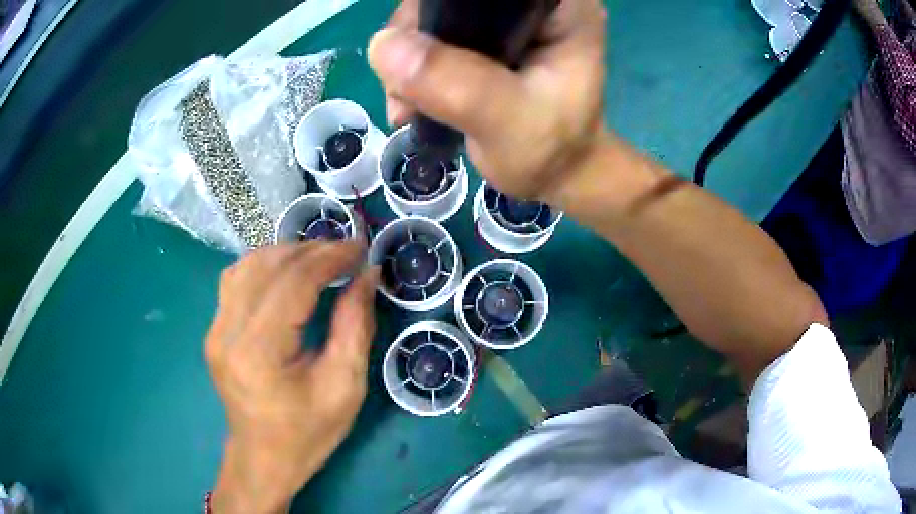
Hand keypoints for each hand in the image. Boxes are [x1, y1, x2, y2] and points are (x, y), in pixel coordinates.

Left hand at [205, 242, 378, 513]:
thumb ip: (355, 325)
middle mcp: (227, 333)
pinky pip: (235, 280)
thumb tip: (367, 275)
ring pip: (247, 265)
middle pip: (267, 266)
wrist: (263, 457)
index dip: (329, 258)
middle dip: (311, 250)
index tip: (359, 248)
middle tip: (346, 253)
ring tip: (320, 260)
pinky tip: (286, 274)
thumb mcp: (344, 386)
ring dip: (287, 253)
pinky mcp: (213, 330)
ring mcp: (214, 329)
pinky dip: (265, 266)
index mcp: (259, 353)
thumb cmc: (308, 432)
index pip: (293, 283)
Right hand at [367, 0, 606, 202]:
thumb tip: (382, 47)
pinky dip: (413, 65)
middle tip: (403, 86)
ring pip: (435, 12)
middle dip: (416, 34)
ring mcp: (506, 16)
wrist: (554, 174)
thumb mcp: (508, 122)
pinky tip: (411, 101)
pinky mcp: (485, 34)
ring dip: (408, 56)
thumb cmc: (550, 151)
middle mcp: (534, 1)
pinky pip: (432, 33)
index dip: (441, 6)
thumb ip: (456, 84)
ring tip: (408, 106)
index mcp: (560, 7)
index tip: (416, 42)